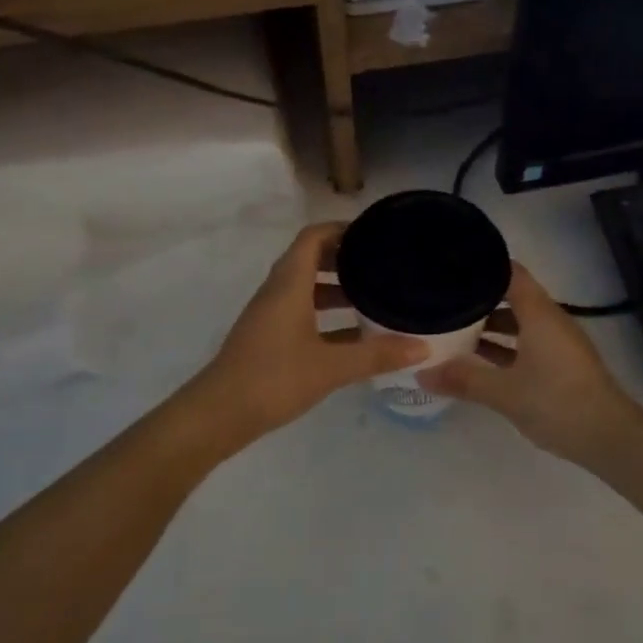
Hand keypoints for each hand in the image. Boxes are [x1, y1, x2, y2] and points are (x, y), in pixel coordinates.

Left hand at [191, 223, 428, 436]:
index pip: (313, 237)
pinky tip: (353, 334)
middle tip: (381, 263)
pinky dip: (325, 314)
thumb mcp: (331, 367)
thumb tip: (423, 346)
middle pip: (310, 258)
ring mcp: (270, 315)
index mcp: (289, 284)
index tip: (374, 233)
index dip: (341, 228)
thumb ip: (377, 355)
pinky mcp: (268, 337)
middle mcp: (277, 291)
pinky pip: (301, 311)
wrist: (219, 414)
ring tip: (373, 296)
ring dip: (335, 287)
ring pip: (306, 287)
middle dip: (344, 257)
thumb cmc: (274, 378)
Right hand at [417, 263, 642, 462]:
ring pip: (518, 322)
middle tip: (442, 299)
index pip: (510, 272)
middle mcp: (550, 320)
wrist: (610, 438)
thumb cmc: (558, 403)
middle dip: (478, 298)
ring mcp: (557, 343)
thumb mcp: (505, 392)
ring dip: (489, 325)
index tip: (451, 266)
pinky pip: (526, 343)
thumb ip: (463, 379)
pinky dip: (503, 346)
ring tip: (452, 329)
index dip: (482, 265)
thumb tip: (421, 373)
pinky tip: (478, 360)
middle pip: (511, 296)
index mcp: (539, 314)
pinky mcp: (560, 364)